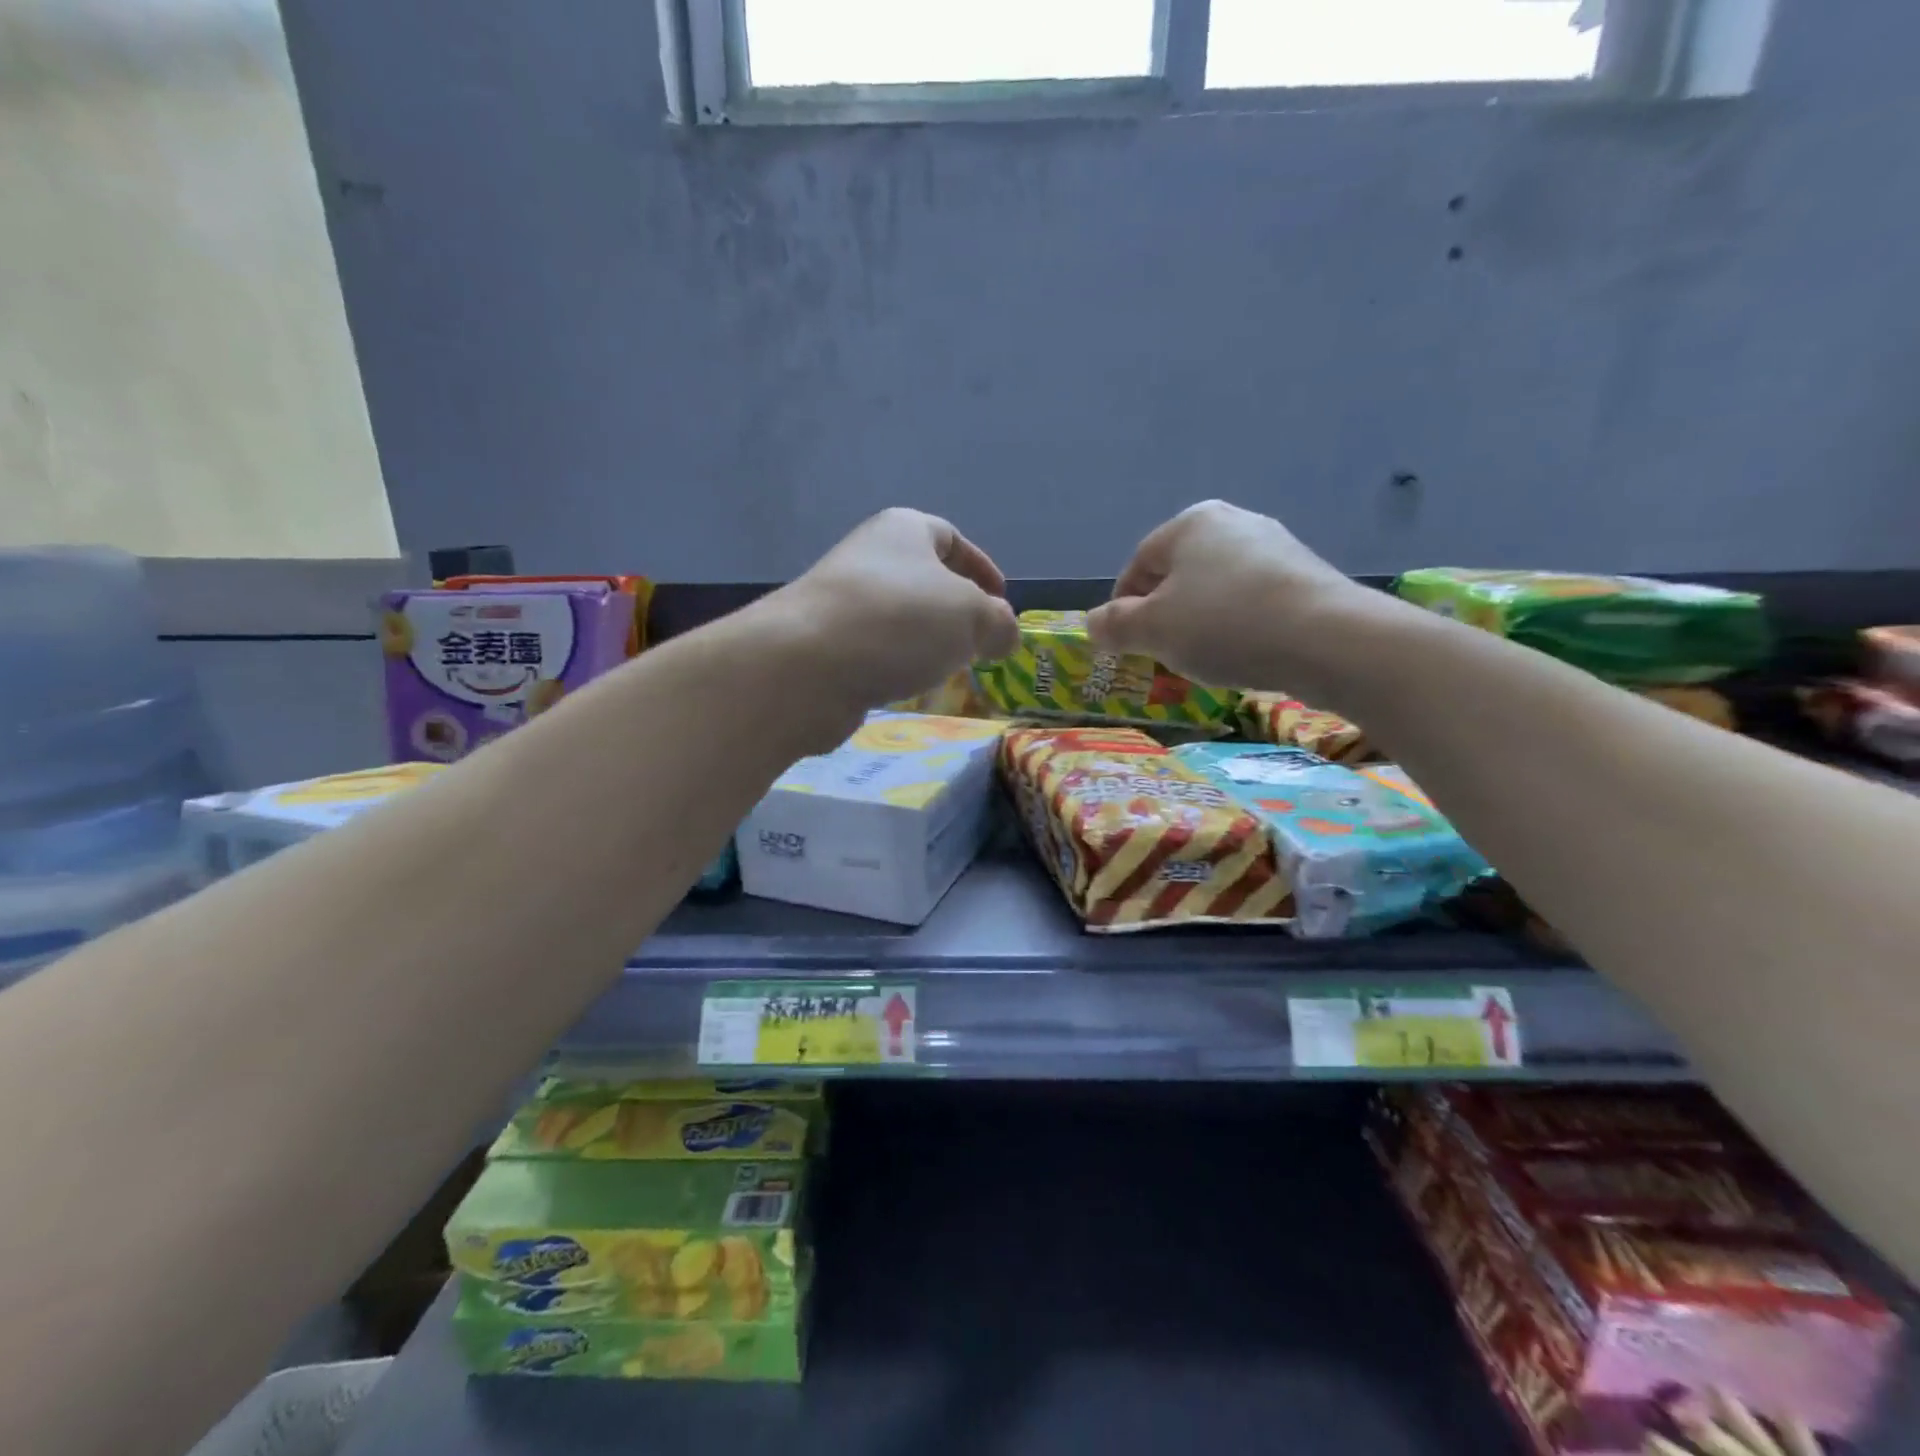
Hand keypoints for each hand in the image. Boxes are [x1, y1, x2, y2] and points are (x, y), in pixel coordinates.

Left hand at [770, 508, 1018, 715]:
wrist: (806, 666)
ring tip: (949, 669)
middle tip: (980, 641)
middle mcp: (868, 558)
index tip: (1000, 600)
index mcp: (903, 530)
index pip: (950, 537)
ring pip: (898, 617)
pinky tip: (908, 687)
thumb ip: (999, 623)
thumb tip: (1003, 634)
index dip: (980, 567)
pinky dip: (896, 665)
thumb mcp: (972, 617)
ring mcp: (840, 602)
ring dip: (925, 641)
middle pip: (922, 579)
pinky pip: (874, 649)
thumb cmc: (899, 622)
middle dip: (954, 609)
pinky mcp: (824, 646)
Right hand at [1086, 501, 1367, 694]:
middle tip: (1161, 654)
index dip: (1122, 608)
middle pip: (1177, 574)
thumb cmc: (1223, 625)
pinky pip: (1251, 600)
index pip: (1138, 565)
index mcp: (1189, 523)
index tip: (1124, 645)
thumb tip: (1091, 624)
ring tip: (1203, 658)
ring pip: (1215, 588)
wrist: (1327, 639)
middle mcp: (1232, 522)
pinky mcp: (1305, 574)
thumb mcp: (1152, 630)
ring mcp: (1274, 545)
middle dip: (1163, 615)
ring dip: (1199, 621)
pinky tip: (1243, 652)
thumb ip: (1114, 625)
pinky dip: (1237, 624)